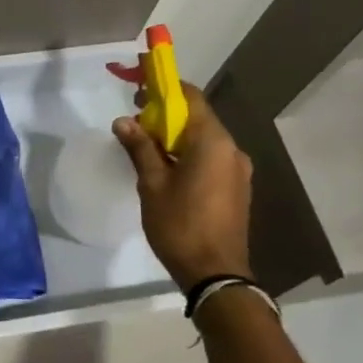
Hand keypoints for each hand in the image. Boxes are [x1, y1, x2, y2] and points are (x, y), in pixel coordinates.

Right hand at [109, 61, 253, 291]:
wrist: (216, 274)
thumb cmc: (180, 225)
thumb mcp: (152, 184)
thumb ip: (140, 148)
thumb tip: (123, 121)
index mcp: (213, 142)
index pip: (191, 98)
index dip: (164, 89)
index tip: (139, 90)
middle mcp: (232, 149)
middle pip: (197, 118)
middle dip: (166, 115)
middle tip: (135, 122)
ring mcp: (238, 170)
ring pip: (204, 140)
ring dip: (176, 137)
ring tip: (146, 148)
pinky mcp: (237, 188)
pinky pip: (211, 158)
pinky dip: (189, 154)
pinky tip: (168, 170)